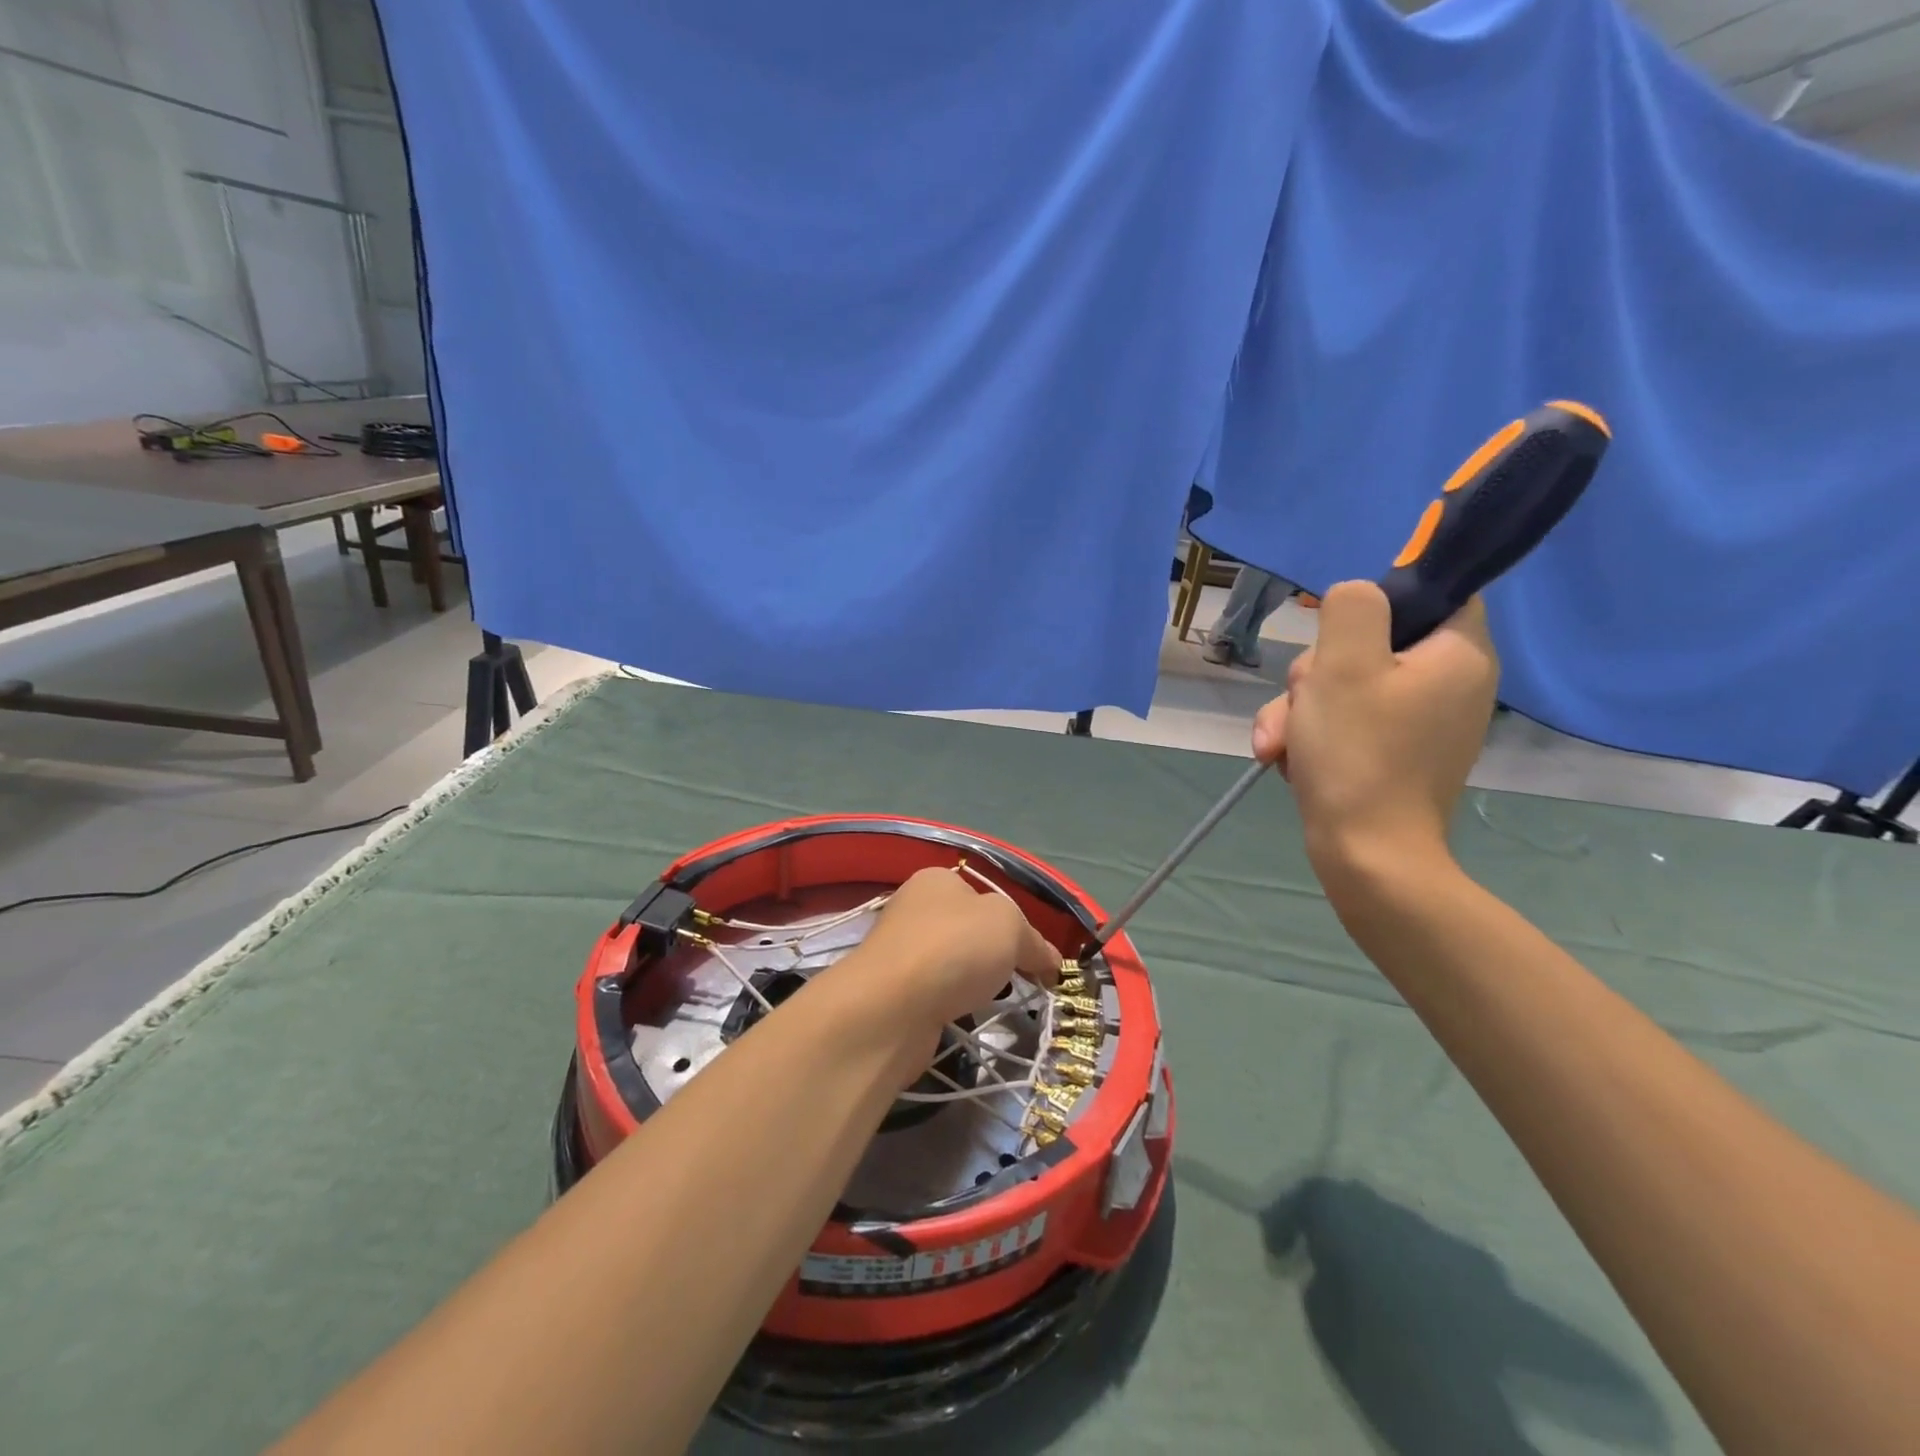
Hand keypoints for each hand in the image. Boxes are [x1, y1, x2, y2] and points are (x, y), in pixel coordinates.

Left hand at [841, 868, 1060, 1040]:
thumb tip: (1051, 961)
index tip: (1037, 958)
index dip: (1016, 926)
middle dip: (996, 956)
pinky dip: (952, 1004)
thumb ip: (1034, 941)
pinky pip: (935, 993)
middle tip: (1022, 980)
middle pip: (969, 931)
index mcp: (937, 881)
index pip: (986, 898)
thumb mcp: (1010, 927)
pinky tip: (962, 1015)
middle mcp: (914, 909)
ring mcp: (900, 951)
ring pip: (952, 965)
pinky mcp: (893, 992)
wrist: (891, 1006)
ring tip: (991, 1000)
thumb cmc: (954, 948)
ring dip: (973, 982)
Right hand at [1251, 581, 1497, 873]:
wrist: (1367, 857)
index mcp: (1459, 654)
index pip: (1433, 592)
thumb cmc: (1358, 754)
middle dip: (1316, 673)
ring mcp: (1422, 723)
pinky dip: (1315, 736)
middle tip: (1302, 703)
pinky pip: (1348, 723)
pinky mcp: (1395, 754)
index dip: (1378, 600)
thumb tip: (1356, 598)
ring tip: (1279, 745)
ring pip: (1347, 686)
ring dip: (1301, 709)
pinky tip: (1289, 759)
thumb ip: (1352, 608)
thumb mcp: (1342, 665)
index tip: (1334, 629)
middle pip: (1371, 644)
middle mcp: (1451, 684)